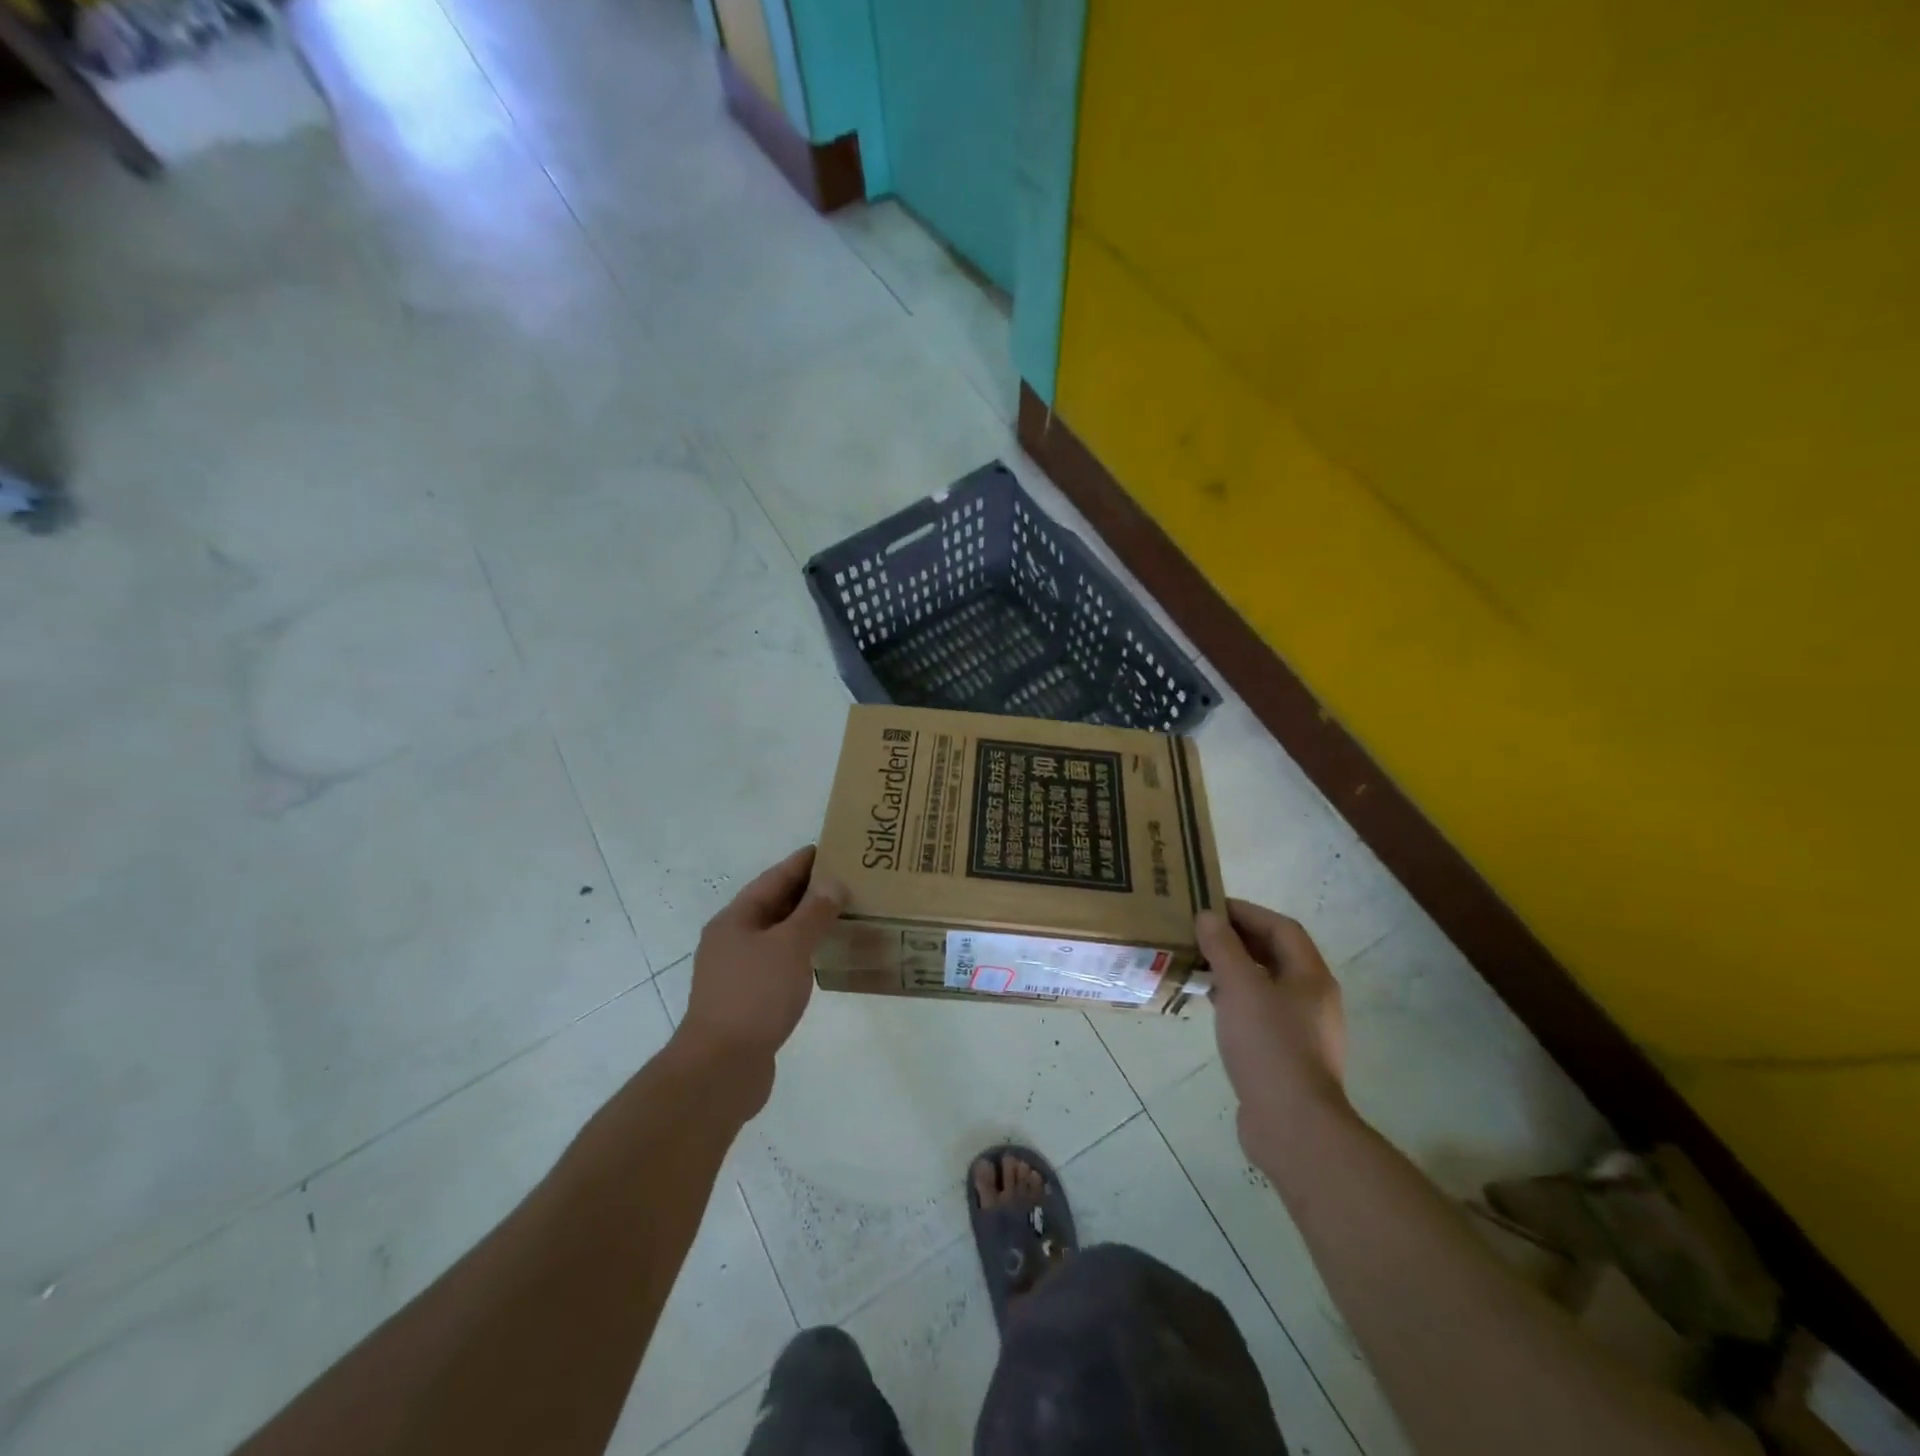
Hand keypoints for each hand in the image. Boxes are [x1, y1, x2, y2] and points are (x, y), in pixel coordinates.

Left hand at [678, 846, 846, 1084]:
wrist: (721, 1068)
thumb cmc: (755, 996)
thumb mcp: (790, 947)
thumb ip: (813, 913)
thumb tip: (832, 883)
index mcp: (736, 920)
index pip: (773, 879)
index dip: (802, 863)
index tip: (831, 849)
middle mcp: (732, 940)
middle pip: (774, 906)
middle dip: (808, 893)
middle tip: (846, 880)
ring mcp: (737, 972)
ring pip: (778, 936)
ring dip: (807, 924)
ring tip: (842, 915)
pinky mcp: (748, 1000)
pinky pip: (780, 963)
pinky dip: (802, 954)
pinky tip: (824, 958)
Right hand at [1196, 900, 1349, 1168]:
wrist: (1293, 1125)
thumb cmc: (1269, 1045)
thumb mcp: (1240, 986)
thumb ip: (1222, 947)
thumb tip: (1208, 916)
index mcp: (1311, 976)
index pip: (1281, 927)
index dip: (1247, 912)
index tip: (1210, 907)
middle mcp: (1313, 998)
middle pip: (1276, 954)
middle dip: (1238, 940)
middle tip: (1200, 934)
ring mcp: (1303, 1030)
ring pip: (1266, 985)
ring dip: (1234, 970)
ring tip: (1199, 965)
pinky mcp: (1287, 1056)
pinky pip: (1260, 1013)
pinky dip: (1236, 1000)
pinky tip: (1212, 1006)